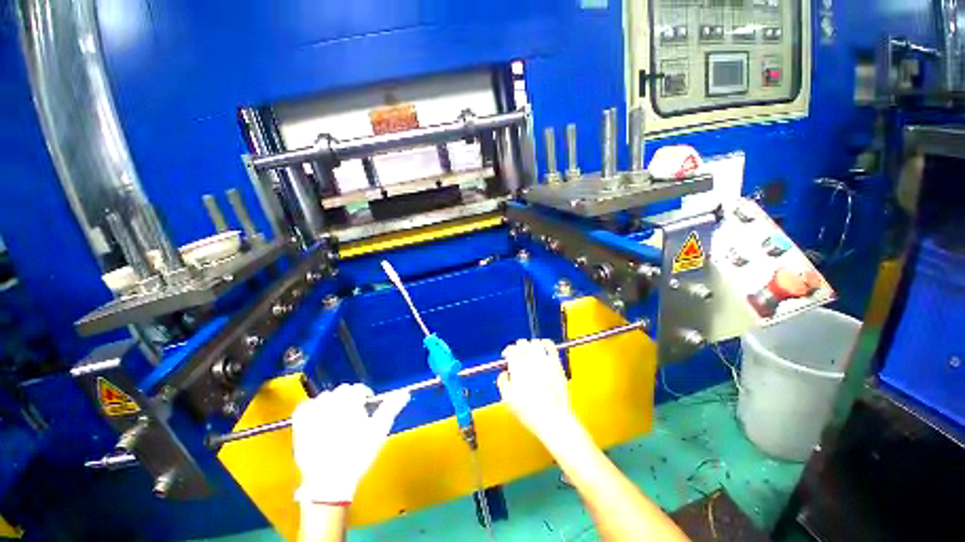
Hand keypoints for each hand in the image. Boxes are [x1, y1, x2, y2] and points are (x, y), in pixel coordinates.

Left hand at [292, 383, 408, 504]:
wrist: (330, 482)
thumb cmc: (358, 454)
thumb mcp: (379, 430)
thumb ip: (391, 408)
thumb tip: (404, 392)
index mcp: (349, 403)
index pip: (358, 389)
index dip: (365, 395)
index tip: (368, 405)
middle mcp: (330, 404)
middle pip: (341, 391)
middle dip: (349, 397)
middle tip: (355, 412)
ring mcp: (313, 416)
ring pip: (323, 397)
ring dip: (332, 401)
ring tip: (338, 414)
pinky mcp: (300, 429)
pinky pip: (303, 409)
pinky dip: (311, 408)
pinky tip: (317, 415)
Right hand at [496, 339, 577, 444]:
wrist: (552, 418)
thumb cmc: (530, 411)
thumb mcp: (507, 398)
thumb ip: (502, 382)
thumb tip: (503, 375)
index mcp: (517, 365)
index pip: (510, 350)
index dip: (507, 352)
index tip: (506, 357)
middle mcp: (531, 359)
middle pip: (522, 343)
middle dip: (517, 348)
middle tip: (516, 354)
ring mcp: (545, 359)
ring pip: (535, 342)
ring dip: (530, 345)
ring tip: (528, 351)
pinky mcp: (556, 363)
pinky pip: (550, 346)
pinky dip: (545, 343)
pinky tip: (543, 345)